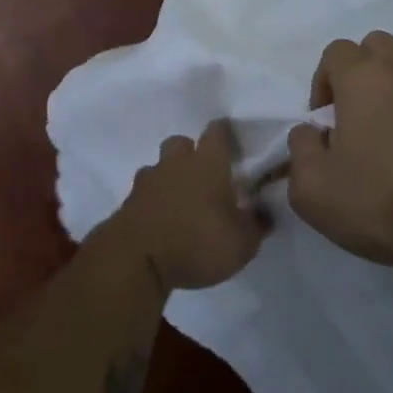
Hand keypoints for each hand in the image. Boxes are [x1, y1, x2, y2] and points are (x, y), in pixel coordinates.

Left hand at [114, 119, 270, 292]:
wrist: (136, 260)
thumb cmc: (196, 244)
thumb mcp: (241, 243)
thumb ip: (256, 225)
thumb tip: (264, 212)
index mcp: (208, 164)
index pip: (217, 132)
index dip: (224, 132)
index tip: (232, 139)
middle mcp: (176, 164)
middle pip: (181, 142)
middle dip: (191, 151)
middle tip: (204, 173)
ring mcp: (148, 181)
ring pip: (159, 165)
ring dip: (169, 175)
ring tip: (180, 198)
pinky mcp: (128, 202)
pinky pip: (144, 191)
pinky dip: (153, 199)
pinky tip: (161, 217)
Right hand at [287, 23, 392, 282]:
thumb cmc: (377, 208)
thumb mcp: (310, 190)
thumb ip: (300, 149)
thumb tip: (310, 132)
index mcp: (361, 81)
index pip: (335, 53)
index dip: (324, 80)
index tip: (326, 118)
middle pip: (378, 42)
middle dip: (362, 66)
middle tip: (360, 108)